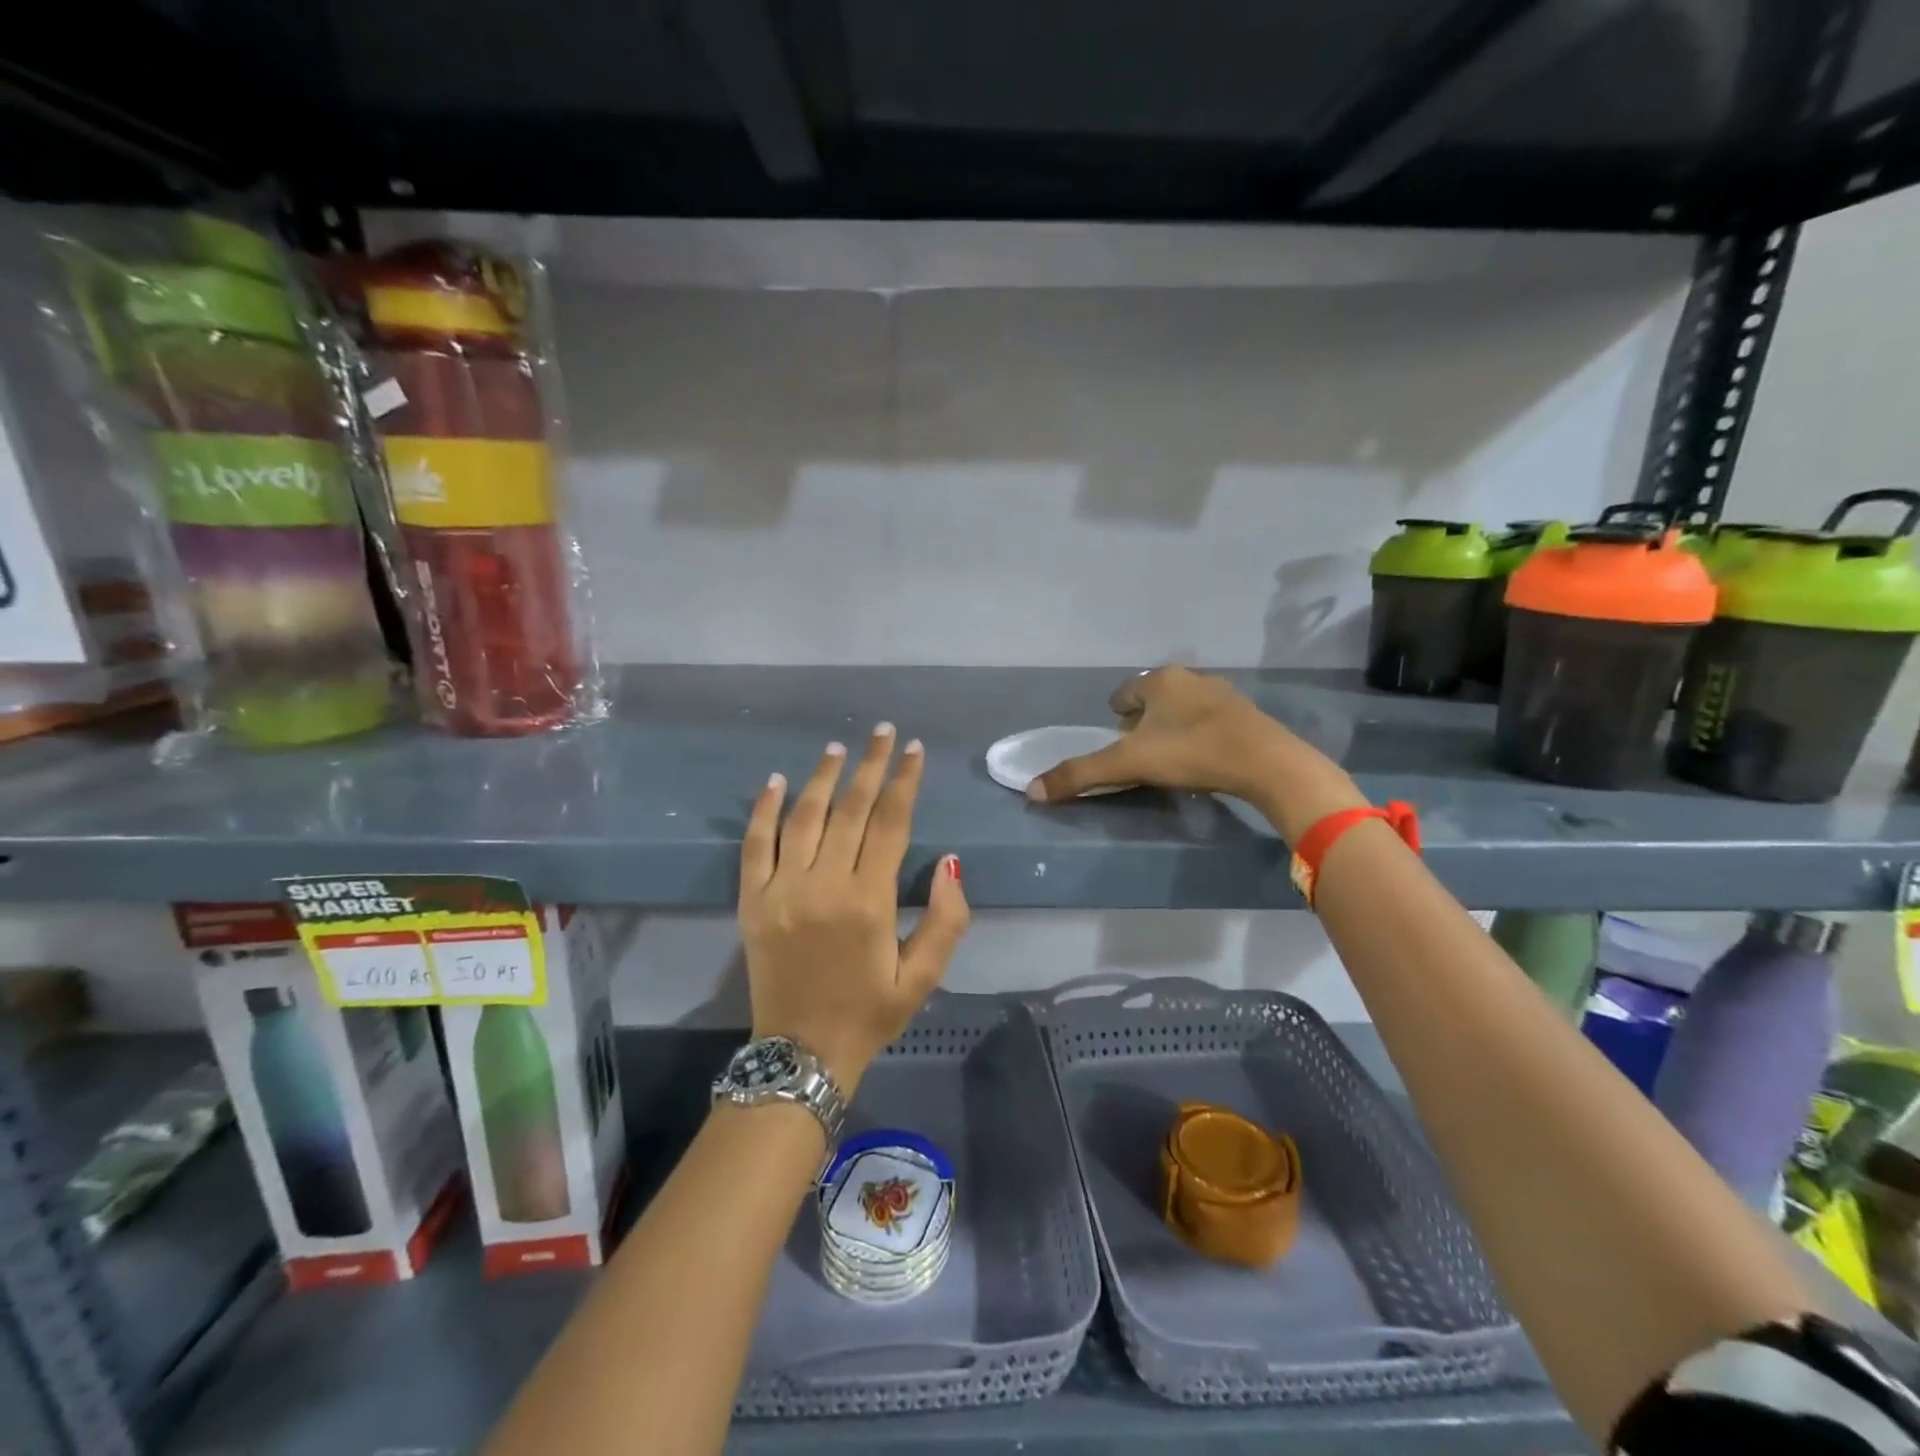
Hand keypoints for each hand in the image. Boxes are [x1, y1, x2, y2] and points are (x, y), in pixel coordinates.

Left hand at [739, 724, 970, 1093]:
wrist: (801, 1053)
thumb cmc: (870, 1013)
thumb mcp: (923, 976)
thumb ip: (946, 919)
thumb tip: (951, 861)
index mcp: (869, 901)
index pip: (891, 823)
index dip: (905, 781)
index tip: (915, 749)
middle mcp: (824, 884)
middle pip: (850, 809)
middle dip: (871, 765)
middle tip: (883, 732)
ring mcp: (782, 889)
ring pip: (804, 817)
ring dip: (823, 777)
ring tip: (839, 748)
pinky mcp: (752, 900)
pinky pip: (754, 844)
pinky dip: (765, 809)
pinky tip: (777, 781)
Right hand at [1026, 666, 1366, 840]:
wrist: (1267, 763)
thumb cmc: (1191, 753)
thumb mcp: (1130, 765)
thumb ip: (1081, 775)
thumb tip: (1032, 790)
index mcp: (1160, 680)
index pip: (1124, 692)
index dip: (1115, 717)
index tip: (1116, 741)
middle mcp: (1190, 677)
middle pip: (1154, 698)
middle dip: (1143, 722)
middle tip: (1140, 753)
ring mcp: (1223, 693)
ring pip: (1183, 708)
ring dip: (1172, 727)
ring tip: (1170, 759)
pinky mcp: (1247, 714)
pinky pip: (1210, 720)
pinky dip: (1199, 735)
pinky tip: (1202, 759)